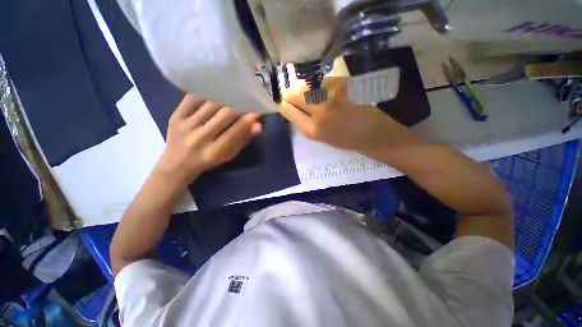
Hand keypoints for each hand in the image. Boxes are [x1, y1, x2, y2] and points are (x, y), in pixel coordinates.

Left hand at [157, 95, 261, 185]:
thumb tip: (258, 125)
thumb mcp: (229, 154)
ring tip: (235, 93)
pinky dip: (207, 93)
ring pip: (211, 104)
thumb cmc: (208, 160)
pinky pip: (193, 98)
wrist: (177, 163)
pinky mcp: (175, 116)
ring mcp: (185, 126)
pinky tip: (216, 90)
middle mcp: (199, 138)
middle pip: (225, 114)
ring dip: (227, 97)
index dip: (248, 120)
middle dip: (240, 105)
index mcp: (214, 152)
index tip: (258, 111)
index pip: (236, 131)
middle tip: (248, 99)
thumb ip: (243, 139)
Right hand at [279, 77, 414, 157]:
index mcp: (313, 130)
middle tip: (297, 97)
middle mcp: (320, 111)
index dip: (283, 104)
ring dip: (307, 90)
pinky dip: (322, 86)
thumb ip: (305, 123)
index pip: (287, 110)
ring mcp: (333, 95)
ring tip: (316, 96)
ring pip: (308, 85)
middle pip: (294, 93)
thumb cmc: (346, 140)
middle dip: (291, 94)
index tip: (283, 102)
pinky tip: (330, 92)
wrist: (374, 134)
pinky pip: (324, 81)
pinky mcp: (345, 84)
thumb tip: (293, 108)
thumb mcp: (321, 138)